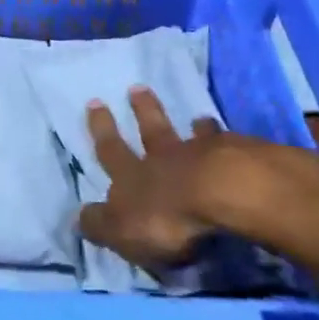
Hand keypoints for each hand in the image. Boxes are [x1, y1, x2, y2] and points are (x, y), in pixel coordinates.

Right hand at [78, 86, 318, 268]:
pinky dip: (227, 139)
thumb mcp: (121, 231)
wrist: (223, 195)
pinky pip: (229, 144)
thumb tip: (78, 216)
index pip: (110, 151)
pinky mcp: (239, 158)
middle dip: (141, 110)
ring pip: (193, 135)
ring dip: (192, 125)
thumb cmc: (166, 218)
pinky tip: (236, 138)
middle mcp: (165, 157)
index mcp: (132, 175)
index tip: (95, 103)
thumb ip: (100, 224)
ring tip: (197, 116)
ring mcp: (204, 155)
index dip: (101, 130)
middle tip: (136, 88)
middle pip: (151, 130)